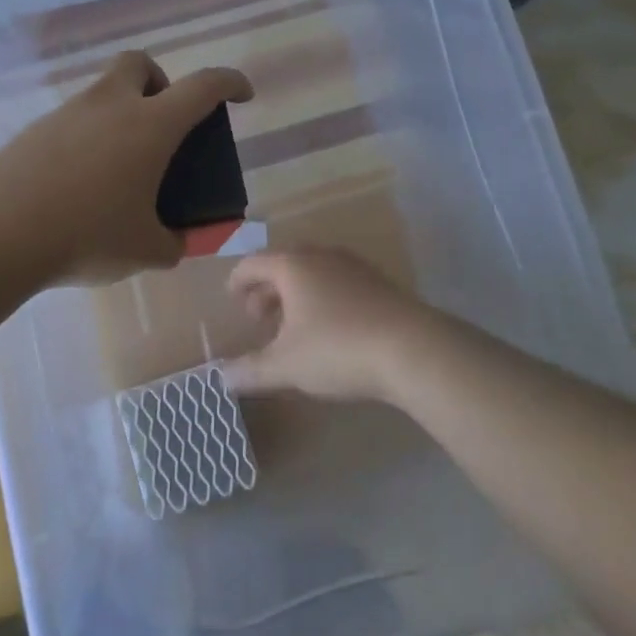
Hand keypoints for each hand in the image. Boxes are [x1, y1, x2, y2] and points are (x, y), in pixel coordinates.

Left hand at [0, 50, 252, 287]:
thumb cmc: (87, 236)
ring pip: (103, 91)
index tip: (242, 94)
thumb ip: (173, 244)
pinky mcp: (36, 129)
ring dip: (121, 112)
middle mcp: (110, 106)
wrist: (1, 233)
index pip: (203, 87)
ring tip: (119, 166)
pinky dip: (88, 136)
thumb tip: (176, 242)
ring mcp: (68, 113)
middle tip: (162, 124)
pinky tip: (80, 180)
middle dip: (159, 82)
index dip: (230, 83)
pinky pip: (73, 119)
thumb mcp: (145, 250)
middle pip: (139, 64)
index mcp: (150, 126)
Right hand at [223, 248, 451, 405]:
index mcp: (293, 266)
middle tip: (258, 316)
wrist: (414, 349)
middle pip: (284, 264)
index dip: (238, 280)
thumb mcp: (286, 366)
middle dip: (267, 289)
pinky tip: (329, 329)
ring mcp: (354, 267)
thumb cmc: (338, 349)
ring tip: (292, 325)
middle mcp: (321, 257)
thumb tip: (221, 379)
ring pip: (314, 273)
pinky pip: (338, 283)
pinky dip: (323, 299)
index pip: (254, 263)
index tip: (231, 297)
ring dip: (296, 295)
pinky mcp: (379, 284)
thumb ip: (251, 371)